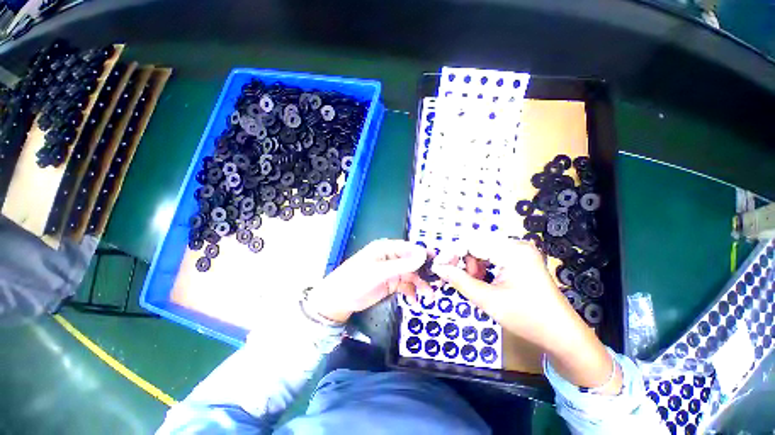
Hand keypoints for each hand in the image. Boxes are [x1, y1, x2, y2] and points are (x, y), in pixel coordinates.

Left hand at [306, 239, 430, 322]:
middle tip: (438, 284)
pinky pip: (405, 285)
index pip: (410, 248)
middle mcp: (390, 257)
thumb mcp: (379, 273)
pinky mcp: (390, 283)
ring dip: (420, 284)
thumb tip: (423, 255)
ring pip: (411, 274)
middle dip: (425, 272)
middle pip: (413, 262)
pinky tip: (414, 300)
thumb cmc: (356, 281)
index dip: (424, 255)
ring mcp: (391, 271)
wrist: (338, 300)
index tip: (440, 265)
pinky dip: (411, 292)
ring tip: (428, 297)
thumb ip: (401, 265)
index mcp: (386, 248)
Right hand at [431, 237, 577, 348]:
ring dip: (473, 264)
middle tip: (455, 277)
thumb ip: (460, 281)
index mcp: (512, 251)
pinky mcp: (521, 259)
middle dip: (463, 260)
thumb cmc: (527, 319)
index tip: (438, 266)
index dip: (451, 253)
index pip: (472, 243)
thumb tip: (438, 268)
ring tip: (474, 282)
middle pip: (477, 244)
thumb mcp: (488, 300)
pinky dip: (483, 266)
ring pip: (483, 249)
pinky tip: (483, 280)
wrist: (562, 335)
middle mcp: (516, 245)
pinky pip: (493, 256)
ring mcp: (520, 251)